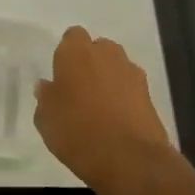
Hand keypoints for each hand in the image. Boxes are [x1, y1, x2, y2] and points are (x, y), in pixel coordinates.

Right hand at [34, 27, 182, 194]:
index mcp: (76, 52)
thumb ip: (45, 97)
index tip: (61, 75)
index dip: (67, 53)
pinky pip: (130, 87)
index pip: (72, 37)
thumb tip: (47, 87)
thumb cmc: (77, 132)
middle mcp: (106, 54)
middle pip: (97, 49)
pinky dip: (124, 97)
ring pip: (116, 67)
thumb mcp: (46, 119)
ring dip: (108, 79)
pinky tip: (116, 119)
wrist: (129, 158)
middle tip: (78, 90)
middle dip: (90, 63)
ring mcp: (131, 72)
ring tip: (98, 107)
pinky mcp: (149, 94)